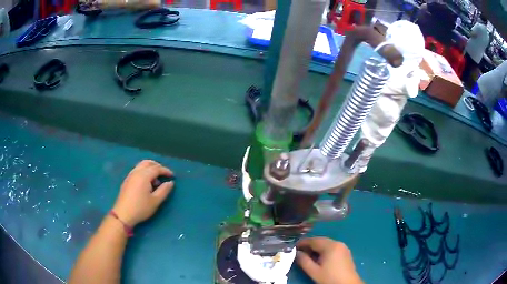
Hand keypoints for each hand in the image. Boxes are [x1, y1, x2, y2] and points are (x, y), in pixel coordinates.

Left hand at [112, 160, 173, 226]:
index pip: (157, 168)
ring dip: (150, 168)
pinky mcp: (127, 180)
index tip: (173, 176)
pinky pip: (137, 170)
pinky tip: (147, 183)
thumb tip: (170, 182)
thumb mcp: (156, 201)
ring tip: (156, 180)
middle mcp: (136, 172)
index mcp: (144, 175)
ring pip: (141, 165)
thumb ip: (164, 190)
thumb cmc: (141, 208)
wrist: (123, 214)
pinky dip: (144, 172)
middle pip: (148, 163)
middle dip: (157, 166)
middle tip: (164, 174)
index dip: (166, 171)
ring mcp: (130, 175)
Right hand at [296, 237, 362, 283]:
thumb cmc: (330, 278)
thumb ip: (304, 261)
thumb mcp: (314, 271)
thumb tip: (297, 253)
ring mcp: (343, 248)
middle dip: (309, 245)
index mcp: (331, 246)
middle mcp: (338, 243)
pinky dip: (324, 251)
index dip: (303, 242)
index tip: (293, 247)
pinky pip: (332, 248)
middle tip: (299, 252)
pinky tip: (319, 258)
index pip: (314, 240)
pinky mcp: (345, 253)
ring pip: (327, 244)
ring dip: (316, 248)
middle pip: (321, 241)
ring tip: (308, 256)